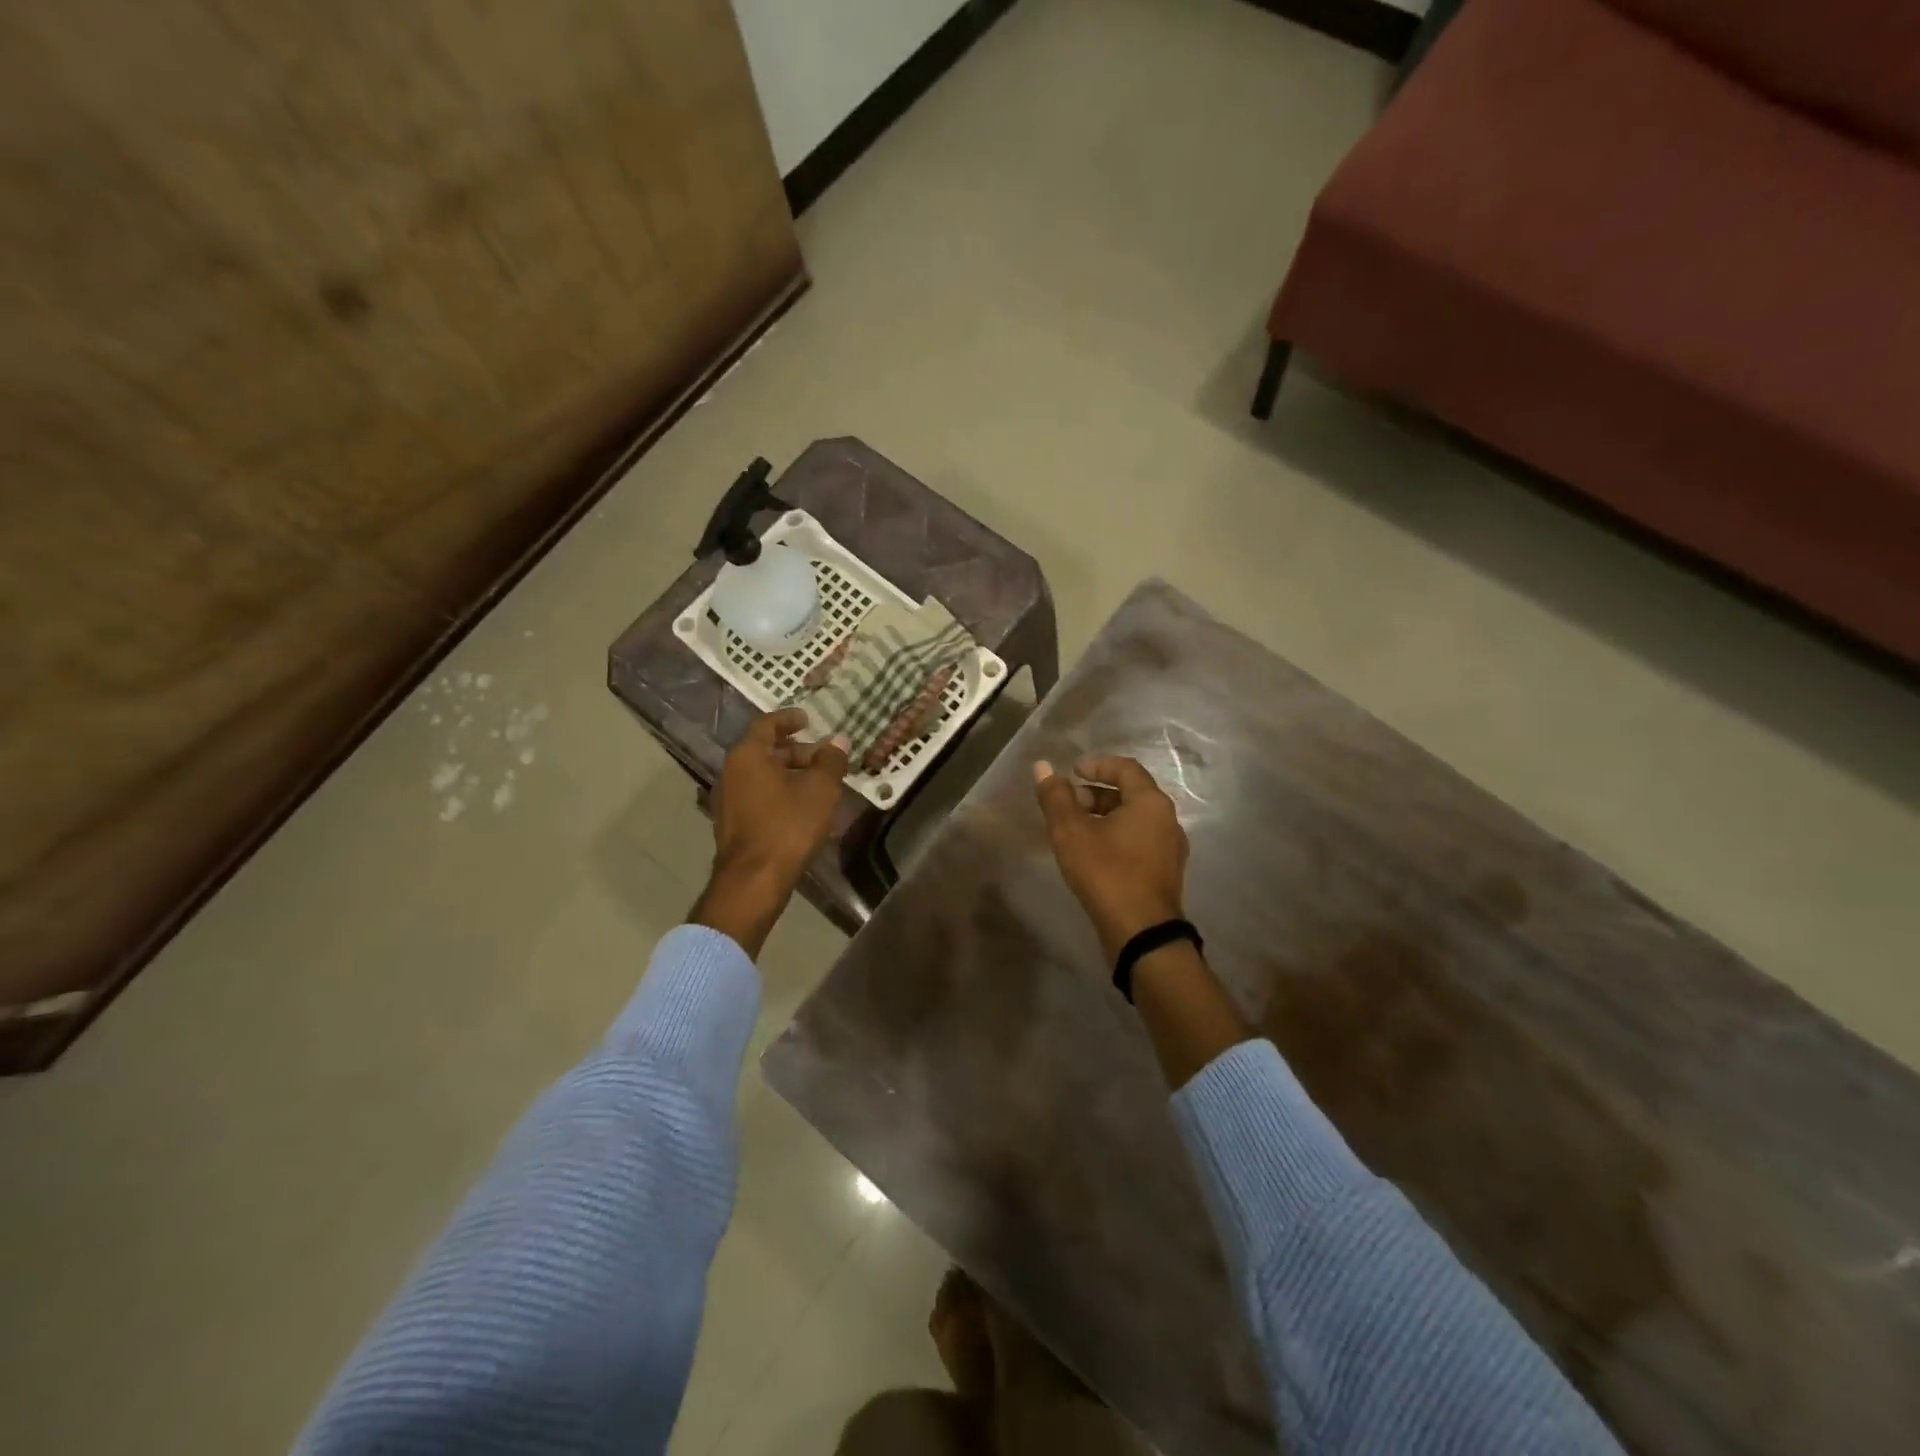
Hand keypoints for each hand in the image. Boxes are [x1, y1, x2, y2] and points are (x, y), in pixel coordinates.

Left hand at [694, 709, 848, 955]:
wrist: (754, 879)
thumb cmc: (788, 825)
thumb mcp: (820, 789)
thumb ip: (830, 761)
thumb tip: (838, 742)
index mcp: (748, 755)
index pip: (767, 724)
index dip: (789, 719)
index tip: (808, 719)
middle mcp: (732, 772)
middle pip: (765, 751)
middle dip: (797, 751)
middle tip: (824, 757)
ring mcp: (729, 799)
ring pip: (762, 775)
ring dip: (790, 774)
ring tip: (819, 783)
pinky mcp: (733, 823)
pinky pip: (759, 795)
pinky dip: (780, 792)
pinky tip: (804, 807)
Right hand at [1033, 754, 1188, 959]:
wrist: (1142, 934)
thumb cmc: (1107, 873)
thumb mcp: (1071, 832)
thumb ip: (1056, 797)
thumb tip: (1043, 767)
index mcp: (1151, 803)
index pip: (1126, 768)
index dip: (1097, 764)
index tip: (1072, 772)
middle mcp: (1167, 820)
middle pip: (1131, 794)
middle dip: (1096, 793)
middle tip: (1068, 804)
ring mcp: (1170, 849)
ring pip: (1134, 820)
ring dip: (1104, 817)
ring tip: (1075, 831)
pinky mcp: (1165, 874)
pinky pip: (1139, 842)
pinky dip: (1115, 838)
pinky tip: (1093, 856)